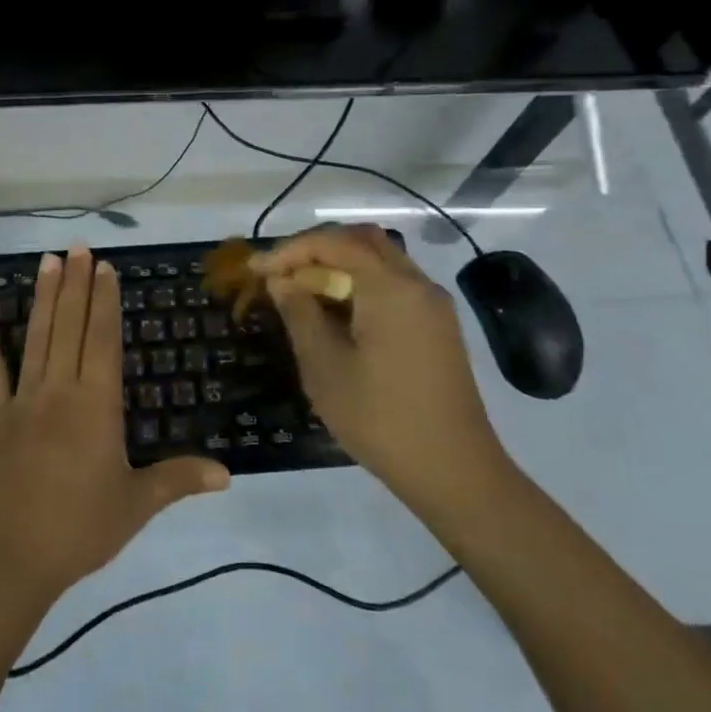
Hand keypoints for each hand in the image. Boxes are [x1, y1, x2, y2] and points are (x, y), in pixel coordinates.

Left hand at [0, 246, 229, 601]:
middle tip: (77, 247)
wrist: (7, 559)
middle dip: (76, 285)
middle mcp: (59, 391)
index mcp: (96, 405)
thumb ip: (178, 480)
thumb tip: (227, 474)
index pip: (103, 340)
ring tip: (47, 261)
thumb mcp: (135, 505)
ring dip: (44, 298)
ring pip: (37, 339)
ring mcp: (22, 402)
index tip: (103, 267)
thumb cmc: (78, 530)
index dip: (105, 301)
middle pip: (71, 327)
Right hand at [254, 224, 507, 505]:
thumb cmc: (380, 418)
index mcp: (390, 288)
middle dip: (317, 249)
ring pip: (381, 260)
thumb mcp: (324, 367)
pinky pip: (394, 285)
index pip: (334, 243)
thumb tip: (282, 281)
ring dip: (339, 265)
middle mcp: (417, 284)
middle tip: (282, 273)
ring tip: (303, 292)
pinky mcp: (438, 326)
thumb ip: (299, 313)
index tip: (256, 270)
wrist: (453, 471)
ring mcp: (433, 305)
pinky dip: (361, 284)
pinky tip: (337, 313)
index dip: (290, 250)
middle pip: (362, 241)